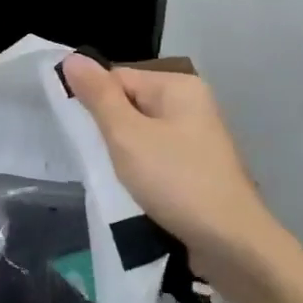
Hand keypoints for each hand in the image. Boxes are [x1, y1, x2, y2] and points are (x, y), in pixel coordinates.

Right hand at [63, 56, 293, 291]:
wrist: (230, 244)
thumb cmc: (175, 181)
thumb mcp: (126, 135)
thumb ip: (98, 96)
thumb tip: (71, 58)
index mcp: (178, 86)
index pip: (116, 78)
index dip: (94, 104)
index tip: (83, 135)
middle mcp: (191, 104)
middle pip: (128, 104)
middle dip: (107, 130)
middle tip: (96, 158)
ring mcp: (196, 137)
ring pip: (139, 133)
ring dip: (121, 152)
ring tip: (112, 176)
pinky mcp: (196, 166)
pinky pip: (154, 155)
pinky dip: (139, 169)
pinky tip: (132, 188)